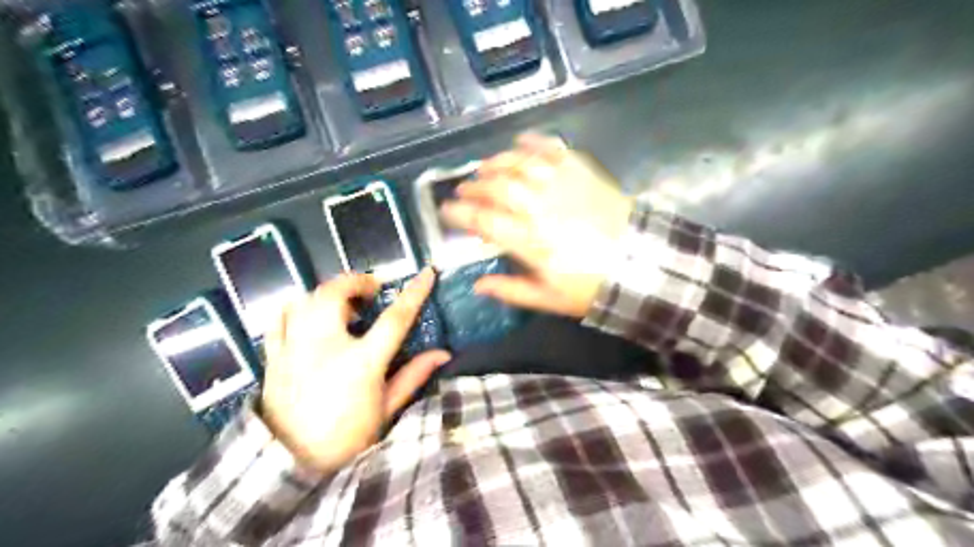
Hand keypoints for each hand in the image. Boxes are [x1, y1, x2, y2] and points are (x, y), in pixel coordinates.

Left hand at [262, 270, 451, 472]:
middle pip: (337, 294)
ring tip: (342, 302)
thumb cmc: (347, 438)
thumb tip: (443, 353)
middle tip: (371, 289)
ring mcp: (294, 349)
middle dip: (357, 281)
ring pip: (306, 299)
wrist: (291, 463)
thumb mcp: (386, 409)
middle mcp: (325, 347)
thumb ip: (413, 376)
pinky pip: (279, 317)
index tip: (426, 273)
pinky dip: (296, 307)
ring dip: (328, 292)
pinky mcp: (273, 356)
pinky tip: (308, 313)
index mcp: (361, 363)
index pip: (394, 318)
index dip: (414, 292)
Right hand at [444, 133, 640, 317]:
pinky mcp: (582, 172)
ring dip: (497, 162)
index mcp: (530, 242)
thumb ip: (511, 290)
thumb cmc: (592, 286)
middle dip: (474, 185)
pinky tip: (520, 140)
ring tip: (484, 166)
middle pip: (497, 187)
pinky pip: (553, 149)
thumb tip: (477, 285)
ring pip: (519, 164)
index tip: (446, 210)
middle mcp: (540, 208)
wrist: (641, 265)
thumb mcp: (549, 299)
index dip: (460, 213)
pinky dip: (534, 141)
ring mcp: (562, 185)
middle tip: (463, 187)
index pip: (484, 221)